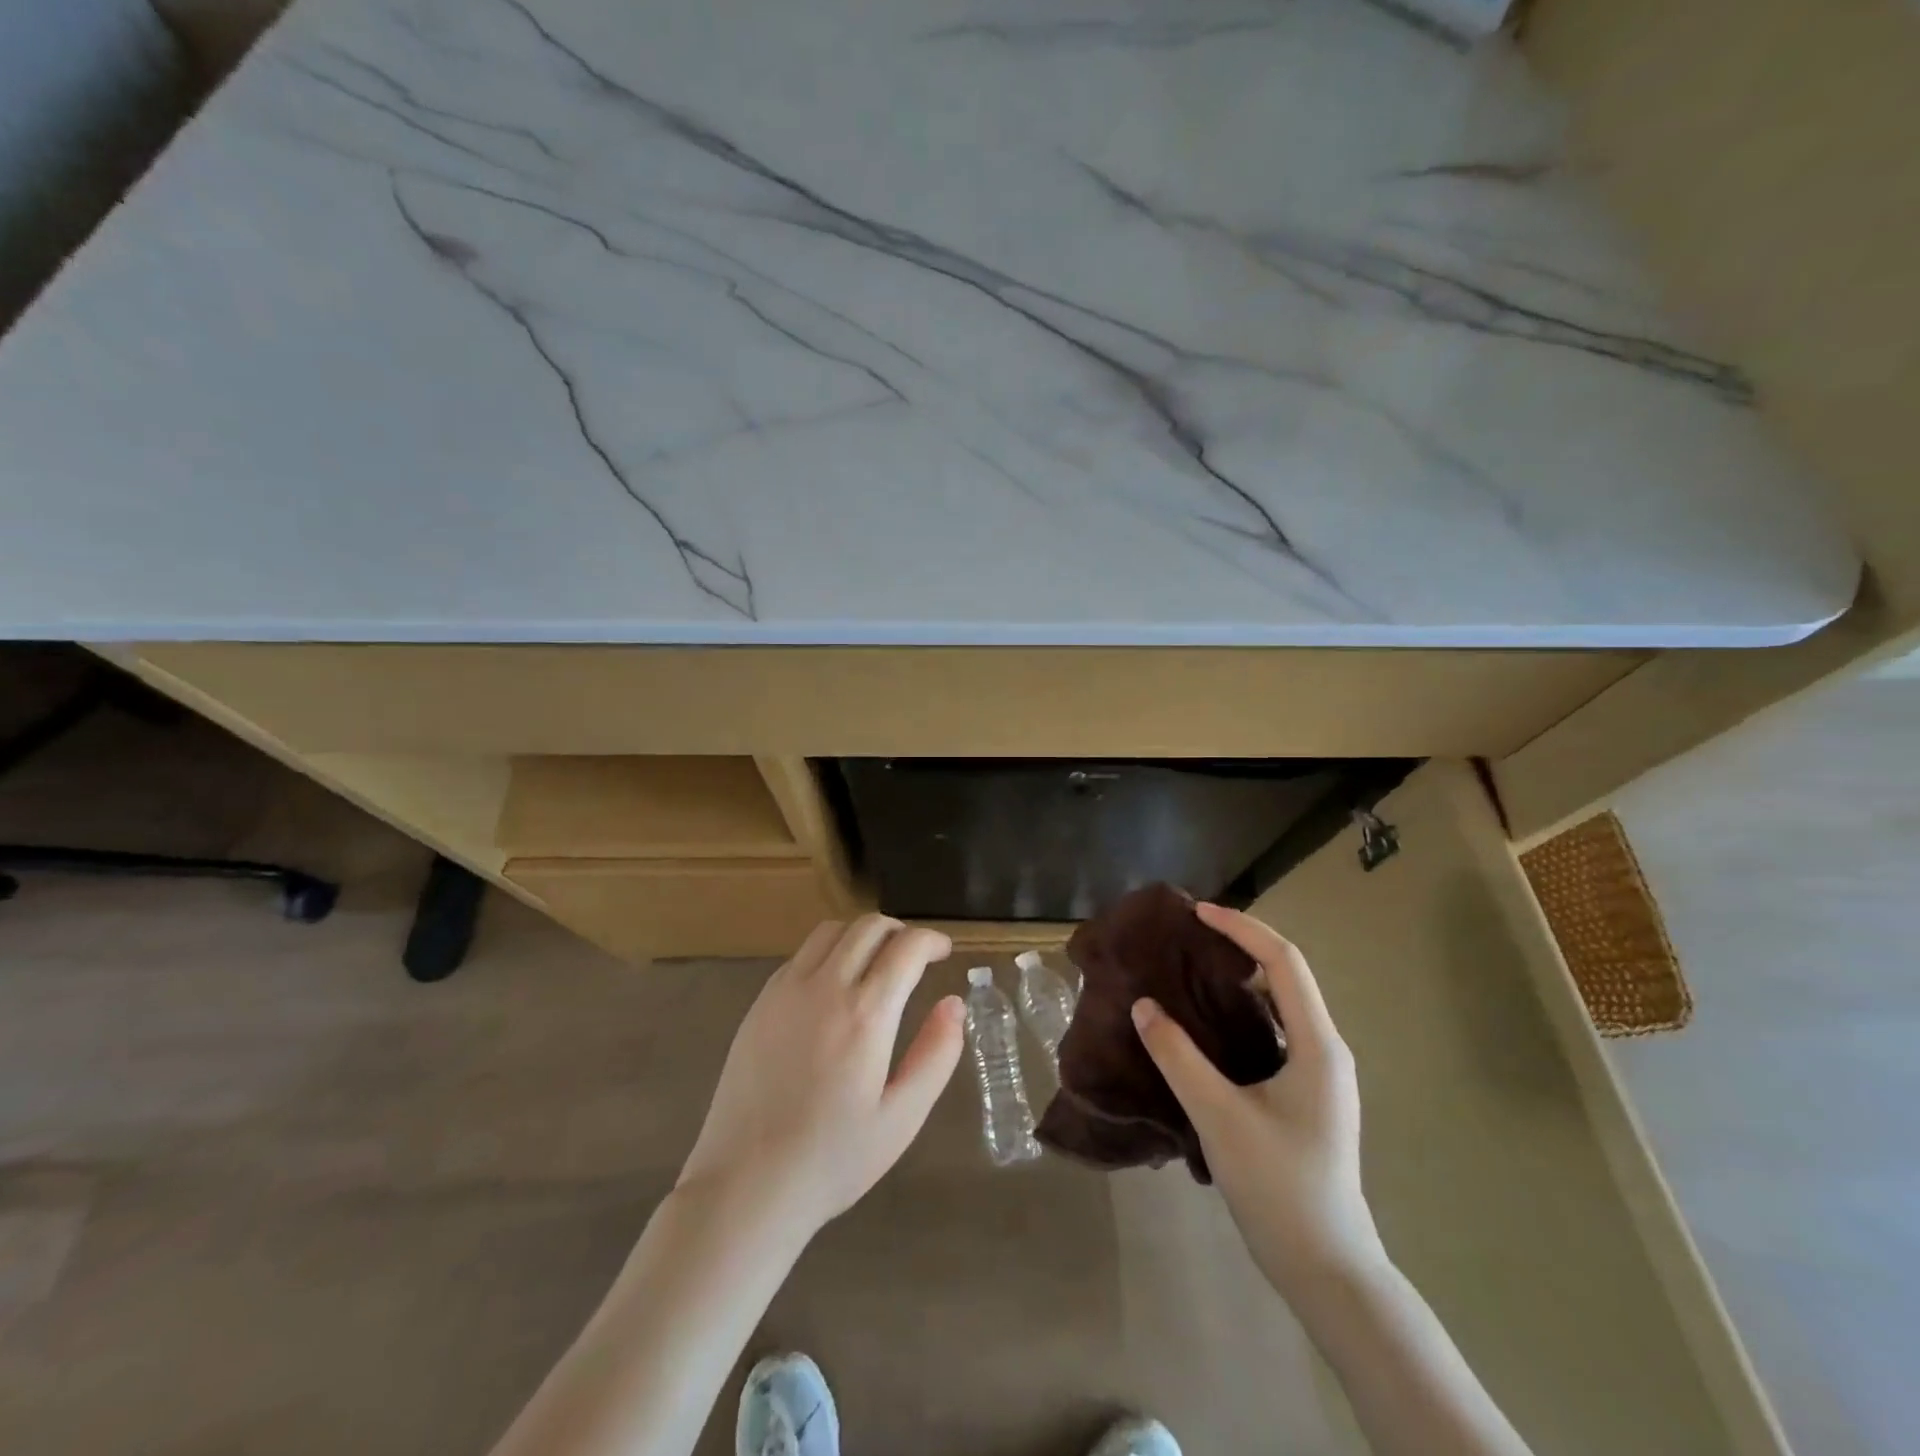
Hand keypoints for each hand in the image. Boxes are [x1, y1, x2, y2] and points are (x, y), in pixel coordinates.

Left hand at [675, 915, 964, 1240]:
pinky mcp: (760, 1002)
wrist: (745, 1185)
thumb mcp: (902, 1118)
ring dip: (863, 935)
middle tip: (915, 957)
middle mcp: (825, 988)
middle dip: (900, 931)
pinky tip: (835, 987)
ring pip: (832, 930)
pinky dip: (829, 951)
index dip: (932, 940)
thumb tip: (954, 1004)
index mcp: (866, 1015)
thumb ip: (936, 1054)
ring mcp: (786, 990)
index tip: (945, 952)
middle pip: (868, 926)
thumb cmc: (833, 1159)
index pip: (906, 947)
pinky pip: (801, 954)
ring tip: (877, 965)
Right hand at [1132, 902, 1385, 1300]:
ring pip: (1281, 1004)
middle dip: (1239, 946)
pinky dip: (1242, 1011)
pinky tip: (1207, 1024)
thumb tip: (1143, 1006)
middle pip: (1286, 975)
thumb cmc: (1279, 1187)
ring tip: (1190, 970)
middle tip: (1187, 938)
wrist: (1327, 1268)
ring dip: (1240, 979)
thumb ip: (1178, 1057)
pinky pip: (1275, 1031)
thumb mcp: (1219, 1116)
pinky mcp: (1307, 1094)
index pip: (1283, 962)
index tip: (1196, 912)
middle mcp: (1326, 1049)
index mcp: (1318, 1045)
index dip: (1241, 928)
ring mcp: (1320, 1073)